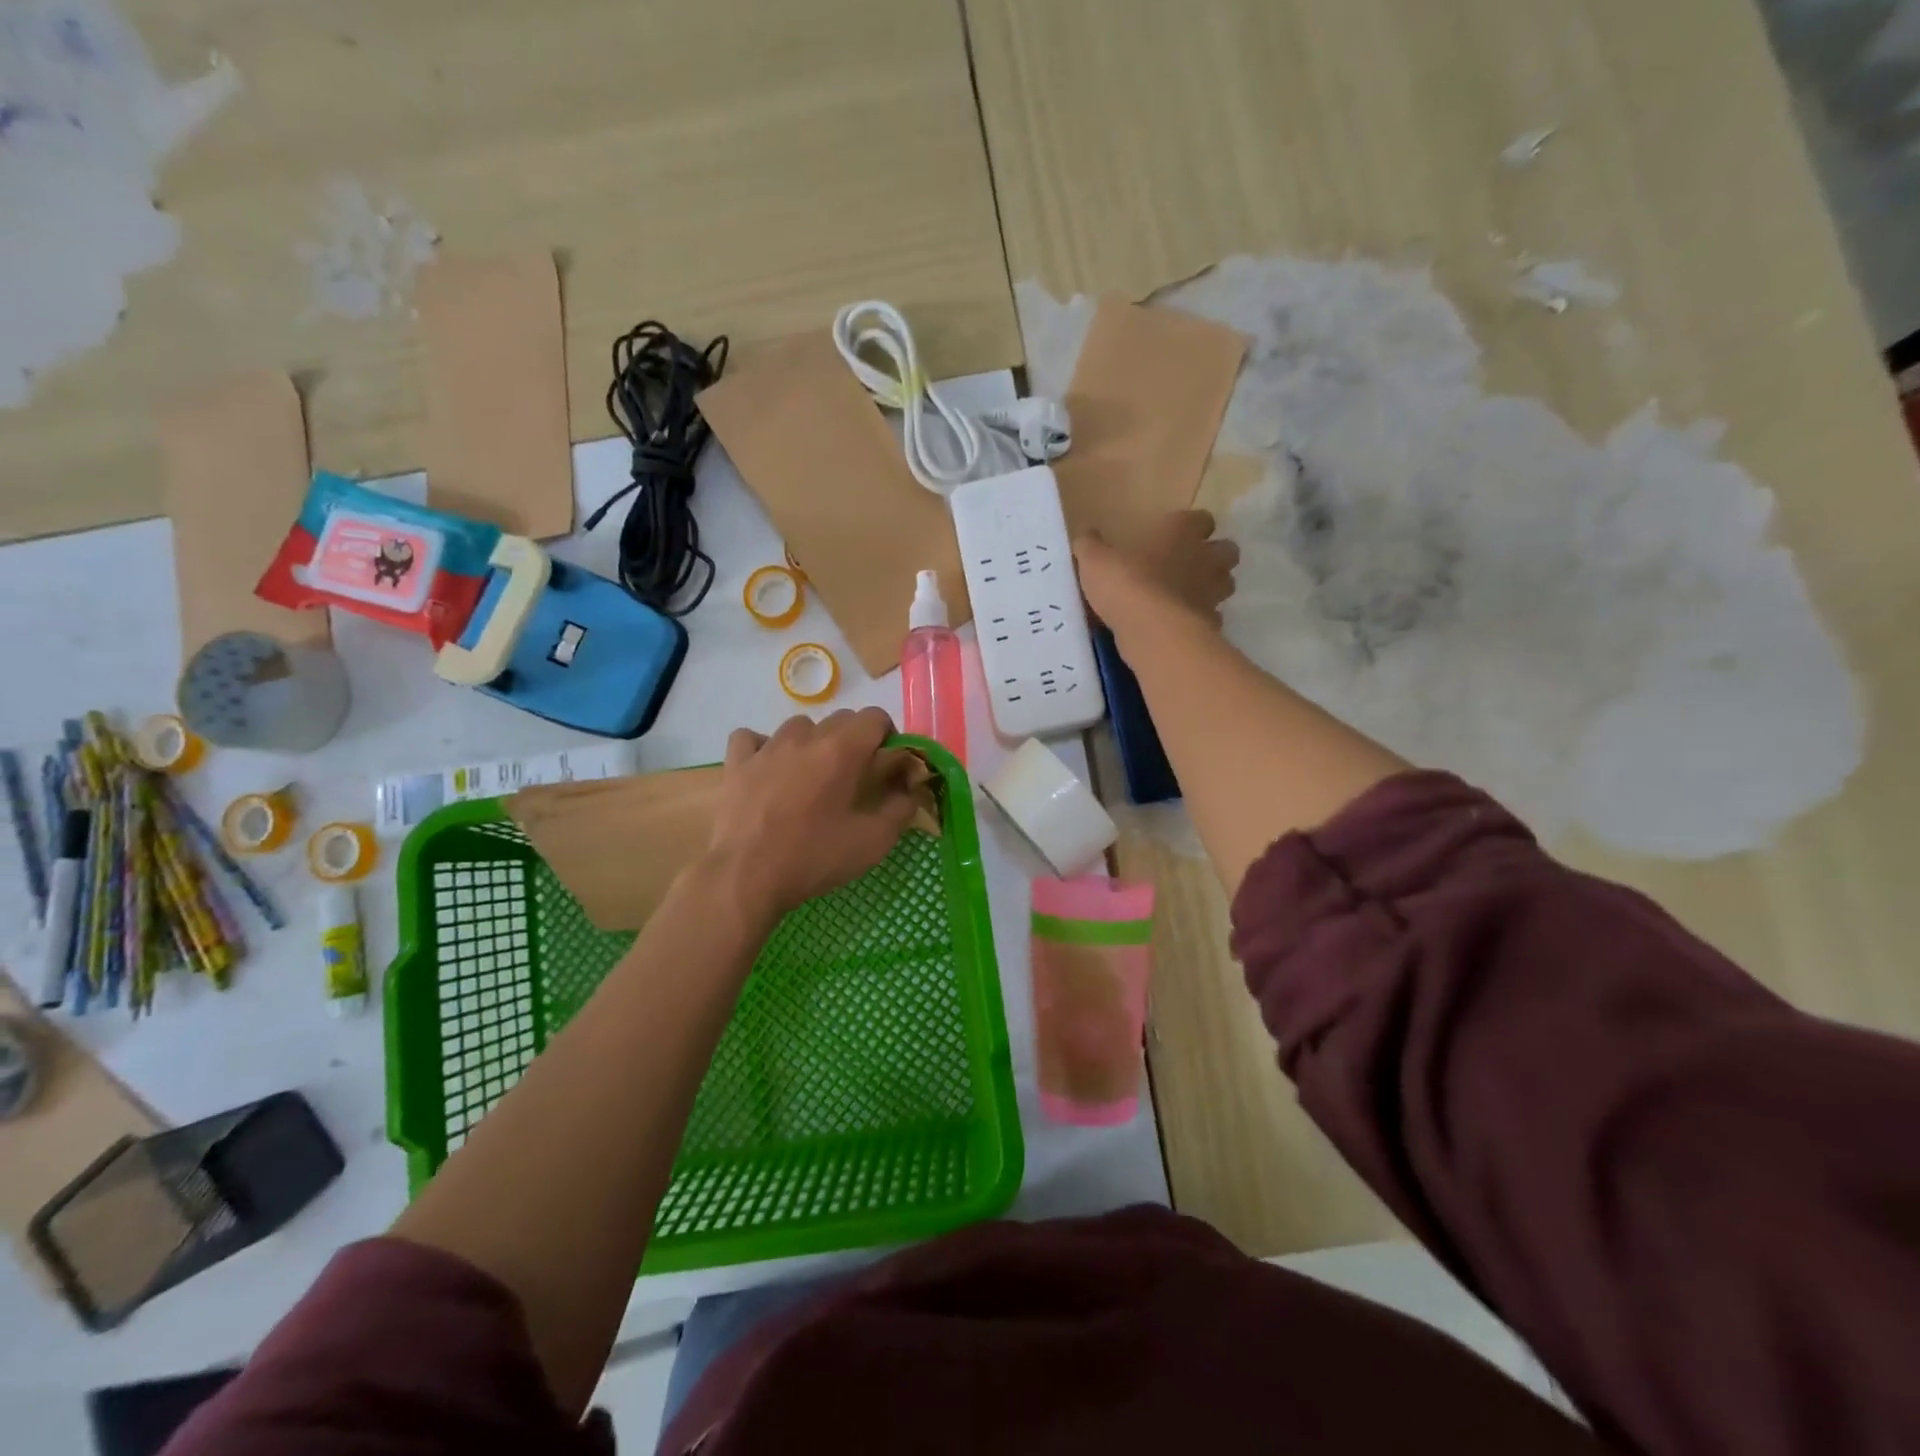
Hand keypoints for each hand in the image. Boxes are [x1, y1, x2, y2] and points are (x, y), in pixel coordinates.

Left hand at [706, 708, 920, 920]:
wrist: (745, 877)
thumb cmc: (813, 858)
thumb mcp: (873, 842)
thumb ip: (900, 809)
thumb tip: (910, 789)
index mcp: (842, 750)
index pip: (874, 717)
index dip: (887, 736)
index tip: (887, 765)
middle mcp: (805, 737)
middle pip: (839, 719)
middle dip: (854, 741)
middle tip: (854, 778)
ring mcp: (766, 747)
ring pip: (798, 727)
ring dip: (812, 743)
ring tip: (811, 777)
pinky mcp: (736, 763)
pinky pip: (753, 739)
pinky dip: (764, 748)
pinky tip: (768, 770)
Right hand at [1076, 510, 1239, 628]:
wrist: (1153, 631)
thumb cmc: (1127, 584)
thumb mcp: (1095, 561)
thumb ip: (1091, 547)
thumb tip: (1086, 536)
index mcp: (1181, 533)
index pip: (1201, 519)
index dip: (1191, 526)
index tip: (1175, 534)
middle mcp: (1205, 558)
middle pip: (1227, 550)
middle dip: (1214, 556)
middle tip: (1190, 566)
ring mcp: (1213, 593)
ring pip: (1226, 584)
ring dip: (1212, 588)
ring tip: (1187, 597)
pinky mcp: (1212, 624)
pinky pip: (1212, 618)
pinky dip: (1201, 620)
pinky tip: (1181, 626)